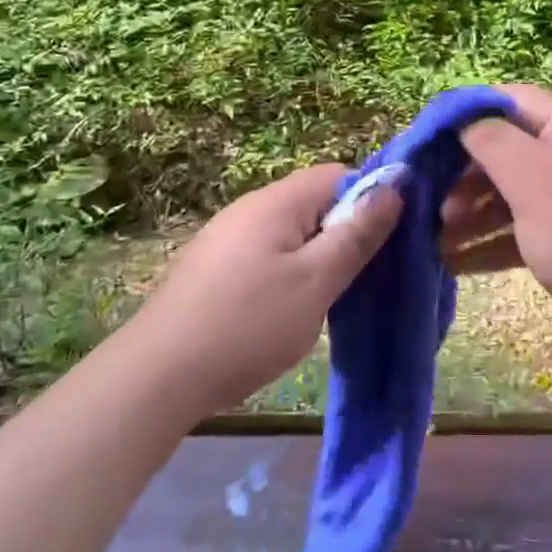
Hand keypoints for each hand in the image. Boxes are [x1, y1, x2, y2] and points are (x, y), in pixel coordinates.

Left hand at [133, 164, 401, 417]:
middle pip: (315, 202)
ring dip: (317, 258)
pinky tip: (286, 311)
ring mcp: (226, 238)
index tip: (383, 244)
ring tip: (327, 300)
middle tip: (360, 279)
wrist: (156, 377)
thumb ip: (357, 234)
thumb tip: (394, 185)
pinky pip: (267, 255)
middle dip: (344, 233)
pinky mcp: (213, 268)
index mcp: (277, 202)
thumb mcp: (316, 281)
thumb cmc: (248, 325)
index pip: (338, 174)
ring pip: (292, 232)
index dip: (369, 200)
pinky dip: (288, 274)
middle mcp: (250, 208)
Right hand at [443, 85, 551, 373]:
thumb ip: (496, 144)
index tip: (425, 138)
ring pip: (512, 195)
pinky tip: (455, 264)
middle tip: (427, 201)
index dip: (467, 112)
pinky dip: (491, 244)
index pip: (512, 101)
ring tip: (433, 238)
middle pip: (508, 149)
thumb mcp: (538, 186)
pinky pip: (523, 232)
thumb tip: (463, 116)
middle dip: (464, 172)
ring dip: (471, 212)